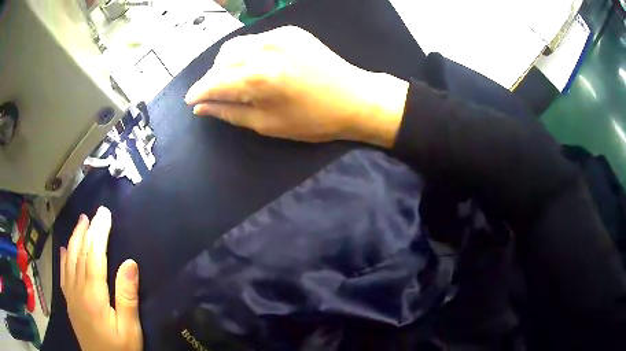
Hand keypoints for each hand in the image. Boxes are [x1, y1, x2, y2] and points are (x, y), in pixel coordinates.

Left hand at [61, 207, 141, 350]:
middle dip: (87, 230)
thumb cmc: (120, 349)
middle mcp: (78, 290)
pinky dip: (64, 258)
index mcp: (93, 296)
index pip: (94, 256)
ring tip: (80, 222)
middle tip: (95, 213)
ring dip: (75, 238)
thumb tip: (130, 262)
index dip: (99, 233)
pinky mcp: (69, 302)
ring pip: (69, 260)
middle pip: (80, 254)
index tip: (105, 214)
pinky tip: (65, 249)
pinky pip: (63, 274)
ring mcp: (71, 296)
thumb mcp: (130, 329)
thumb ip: (127, 297)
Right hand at [185, 26, 408, 146]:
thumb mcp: (268, 124)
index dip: (199, 92)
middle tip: (215, 94)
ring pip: (237, 45)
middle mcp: (265, 49)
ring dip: (227, 63)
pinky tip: (256, 66)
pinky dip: (248, 53)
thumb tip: (202, 107)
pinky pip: (256, 40)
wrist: (355, 98)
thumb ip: (230, 112)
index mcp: (259, 77)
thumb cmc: (314, 119)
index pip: (214, 81)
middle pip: (222, 59)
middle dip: (212, 78)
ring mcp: (279, 35)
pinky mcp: (291, 30)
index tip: (191, 101)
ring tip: (234, 81)